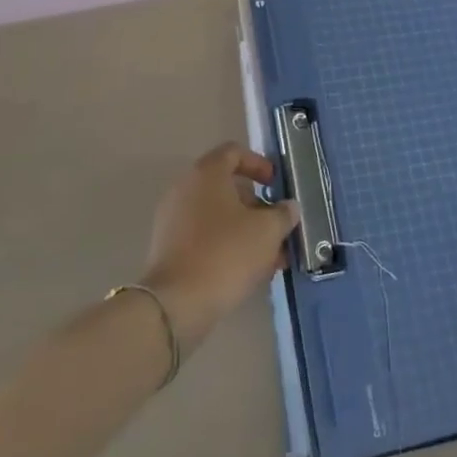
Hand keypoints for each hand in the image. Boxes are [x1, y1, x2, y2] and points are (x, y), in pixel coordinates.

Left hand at [142, 144, 299, 351]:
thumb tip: (288, 208)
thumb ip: (282, 214)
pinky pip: (204, 237)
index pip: (234, 152)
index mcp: (206, 174)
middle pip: (227, 187)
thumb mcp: (267, 231)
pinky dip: (227, 246)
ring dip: (246, 231)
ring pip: (218, 217)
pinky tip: (249, 272)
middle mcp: (185, 189)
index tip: (276, 184)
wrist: (175, 304)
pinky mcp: (169, 249)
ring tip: (272, 258)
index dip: (259, 164)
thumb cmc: (226, 254)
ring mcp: (173, 220)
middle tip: (278, 228)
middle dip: (258, 207)